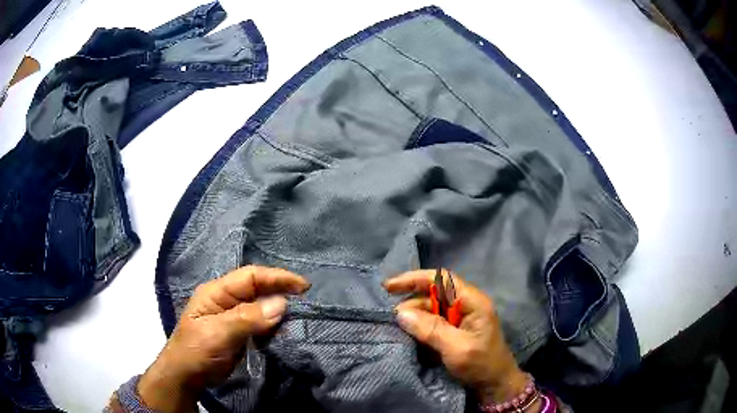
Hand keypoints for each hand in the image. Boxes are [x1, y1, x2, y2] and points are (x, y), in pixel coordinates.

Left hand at [138, 266, 309, 412]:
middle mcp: (226, 300)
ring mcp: (232, 316)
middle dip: (280, 291)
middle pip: (257, 289)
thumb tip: (281, 304)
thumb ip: (247, 318)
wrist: (186, 376)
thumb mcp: (218, 333)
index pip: (250, 276)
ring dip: (278, 309)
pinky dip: (273, 324)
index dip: (276, 277)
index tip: (302, 285)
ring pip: (260, 306)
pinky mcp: (238, 332)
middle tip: (306, 300)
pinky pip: (260, 323)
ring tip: (300, 314)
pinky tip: (284, 329)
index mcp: (217, 292)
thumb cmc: (196, 350)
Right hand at [384, 270, 533, 405]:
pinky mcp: (455, 332)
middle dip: (411, 302)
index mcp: (472, 302)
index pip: (441, 280)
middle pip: (434, 295)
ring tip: (396, 328)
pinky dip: (420, 328)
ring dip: (414, 317)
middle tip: (391, 317)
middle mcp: (465, 306)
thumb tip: (401, 313)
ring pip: (431, 310)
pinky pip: (433, 324)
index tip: (390, 287)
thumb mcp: (456, 348)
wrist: (494, 385)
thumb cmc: (481, 364)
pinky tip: (408, 335)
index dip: (415, 279)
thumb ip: (430, 329)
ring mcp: (460, 319)